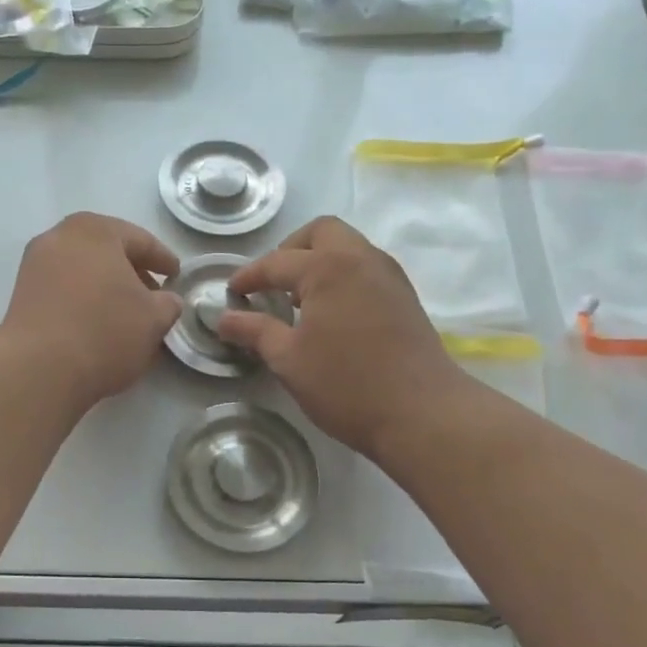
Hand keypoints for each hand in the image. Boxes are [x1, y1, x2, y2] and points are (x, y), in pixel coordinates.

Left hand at [0, 213, 183, 408]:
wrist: (38, 368)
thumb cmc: (105, 331)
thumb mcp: (153, 319)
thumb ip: (168, 303)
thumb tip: (165, 300)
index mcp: (96, 230)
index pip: (140, 240)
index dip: (163, 259)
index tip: (176, 275)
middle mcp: (60, 236)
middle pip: (106, 249)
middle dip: (131, 270)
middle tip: (152, 293)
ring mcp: (35, 264)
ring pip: (82, 268)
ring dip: (105, 285)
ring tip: (125, 312)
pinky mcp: (21, 293)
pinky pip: (63, 287)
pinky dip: (83, 297)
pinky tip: (96, 321)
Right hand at [216, 216, 464, 457]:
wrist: (422, 414)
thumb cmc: (346, 384)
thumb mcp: (289, 360)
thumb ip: (254, 331)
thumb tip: (223, 318)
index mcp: (328, 267)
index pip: (277, 262)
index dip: (249, 277)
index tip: (231, 293)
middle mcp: (362, 259)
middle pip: (321, 232)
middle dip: (290, 250)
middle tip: (272, 283)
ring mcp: (389, 276)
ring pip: (348, 247)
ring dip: (319, 261)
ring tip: (298, 299)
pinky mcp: (405, 297)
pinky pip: (365, 268)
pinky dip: (341, 276)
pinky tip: (329, 314)